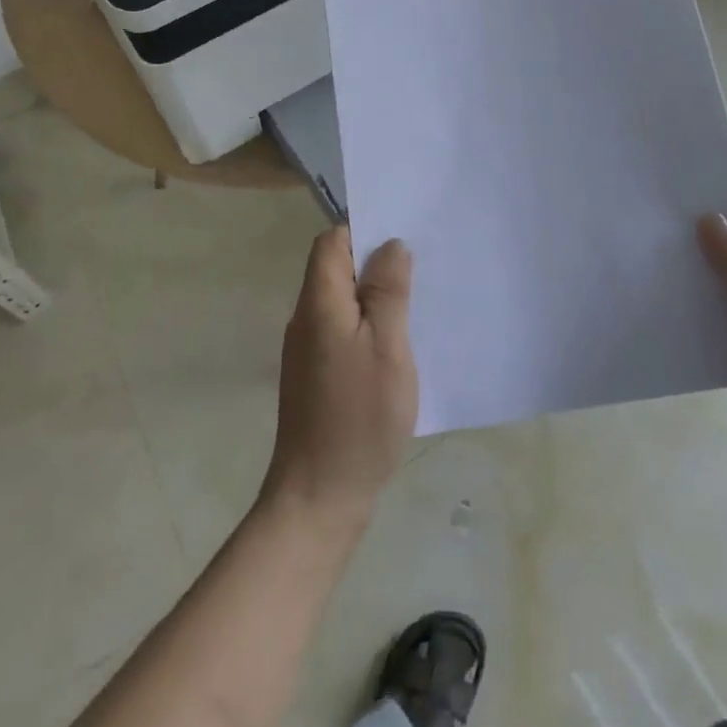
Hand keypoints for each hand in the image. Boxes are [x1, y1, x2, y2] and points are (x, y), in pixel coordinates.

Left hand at [261, 227, 417, 530]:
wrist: (319, 495)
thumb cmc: (359, 417)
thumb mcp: (387, 347)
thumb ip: (387, 292)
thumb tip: (390, 244)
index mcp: (319, 302)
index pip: (331, 242)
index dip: (363, 230)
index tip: (402, 236)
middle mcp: (306, 318)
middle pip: (335, 268)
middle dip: (374, 263)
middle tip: (420, 268)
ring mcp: (307, 348)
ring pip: (341, 301)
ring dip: (373, 295)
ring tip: (415, 302)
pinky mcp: (315, 375)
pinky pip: (342, 330)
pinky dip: (367, 325)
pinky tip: (397, 343)